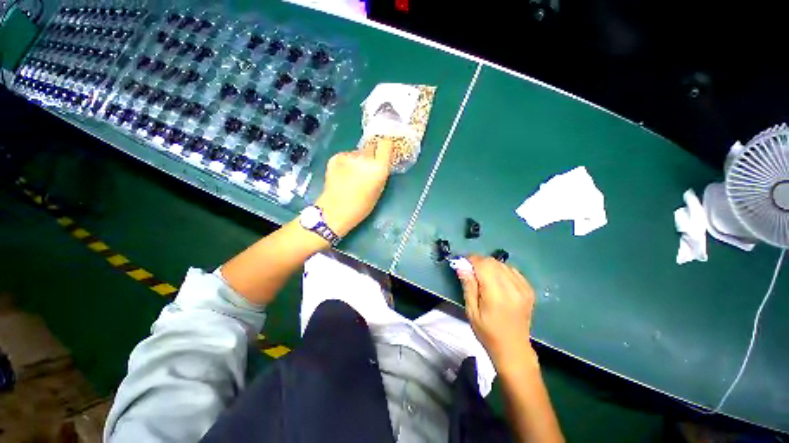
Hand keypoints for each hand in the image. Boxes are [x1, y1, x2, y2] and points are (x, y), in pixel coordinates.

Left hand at [316, 139, 394, 236]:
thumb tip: (381, 161)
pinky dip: (347, 163)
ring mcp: (348, 156)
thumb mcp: (379, 190)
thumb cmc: (361, 206)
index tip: (384, 152)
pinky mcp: (336, 157)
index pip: (386, 143)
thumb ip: (381, 172)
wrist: (335, 211)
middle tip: (366, 169)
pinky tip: (342, 175)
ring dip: (358, 160)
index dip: (385, 147)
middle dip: (371, 156)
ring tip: (352, 175)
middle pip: (371, 148)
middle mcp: (364, 158)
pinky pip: (346, 156)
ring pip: (358, 153)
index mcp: (378, 168)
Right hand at [457, 256, 538, 373]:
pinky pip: (512, 270)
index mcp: (496, 294)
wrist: (513, 349)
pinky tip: (497, 281)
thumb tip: (461, 266)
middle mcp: (512, 288)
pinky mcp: (529, 290)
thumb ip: (468, 286)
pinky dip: (502, 271)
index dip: (471, 260)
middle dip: (479, 262)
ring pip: (502, 264)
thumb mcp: (471, 311)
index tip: (463, 263)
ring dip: (490, 266)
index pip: (483, 265)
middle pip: (493, 262)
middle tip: (471, 271)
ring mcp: (523, 288)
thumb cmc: (487, 332)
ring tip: (483, 277)